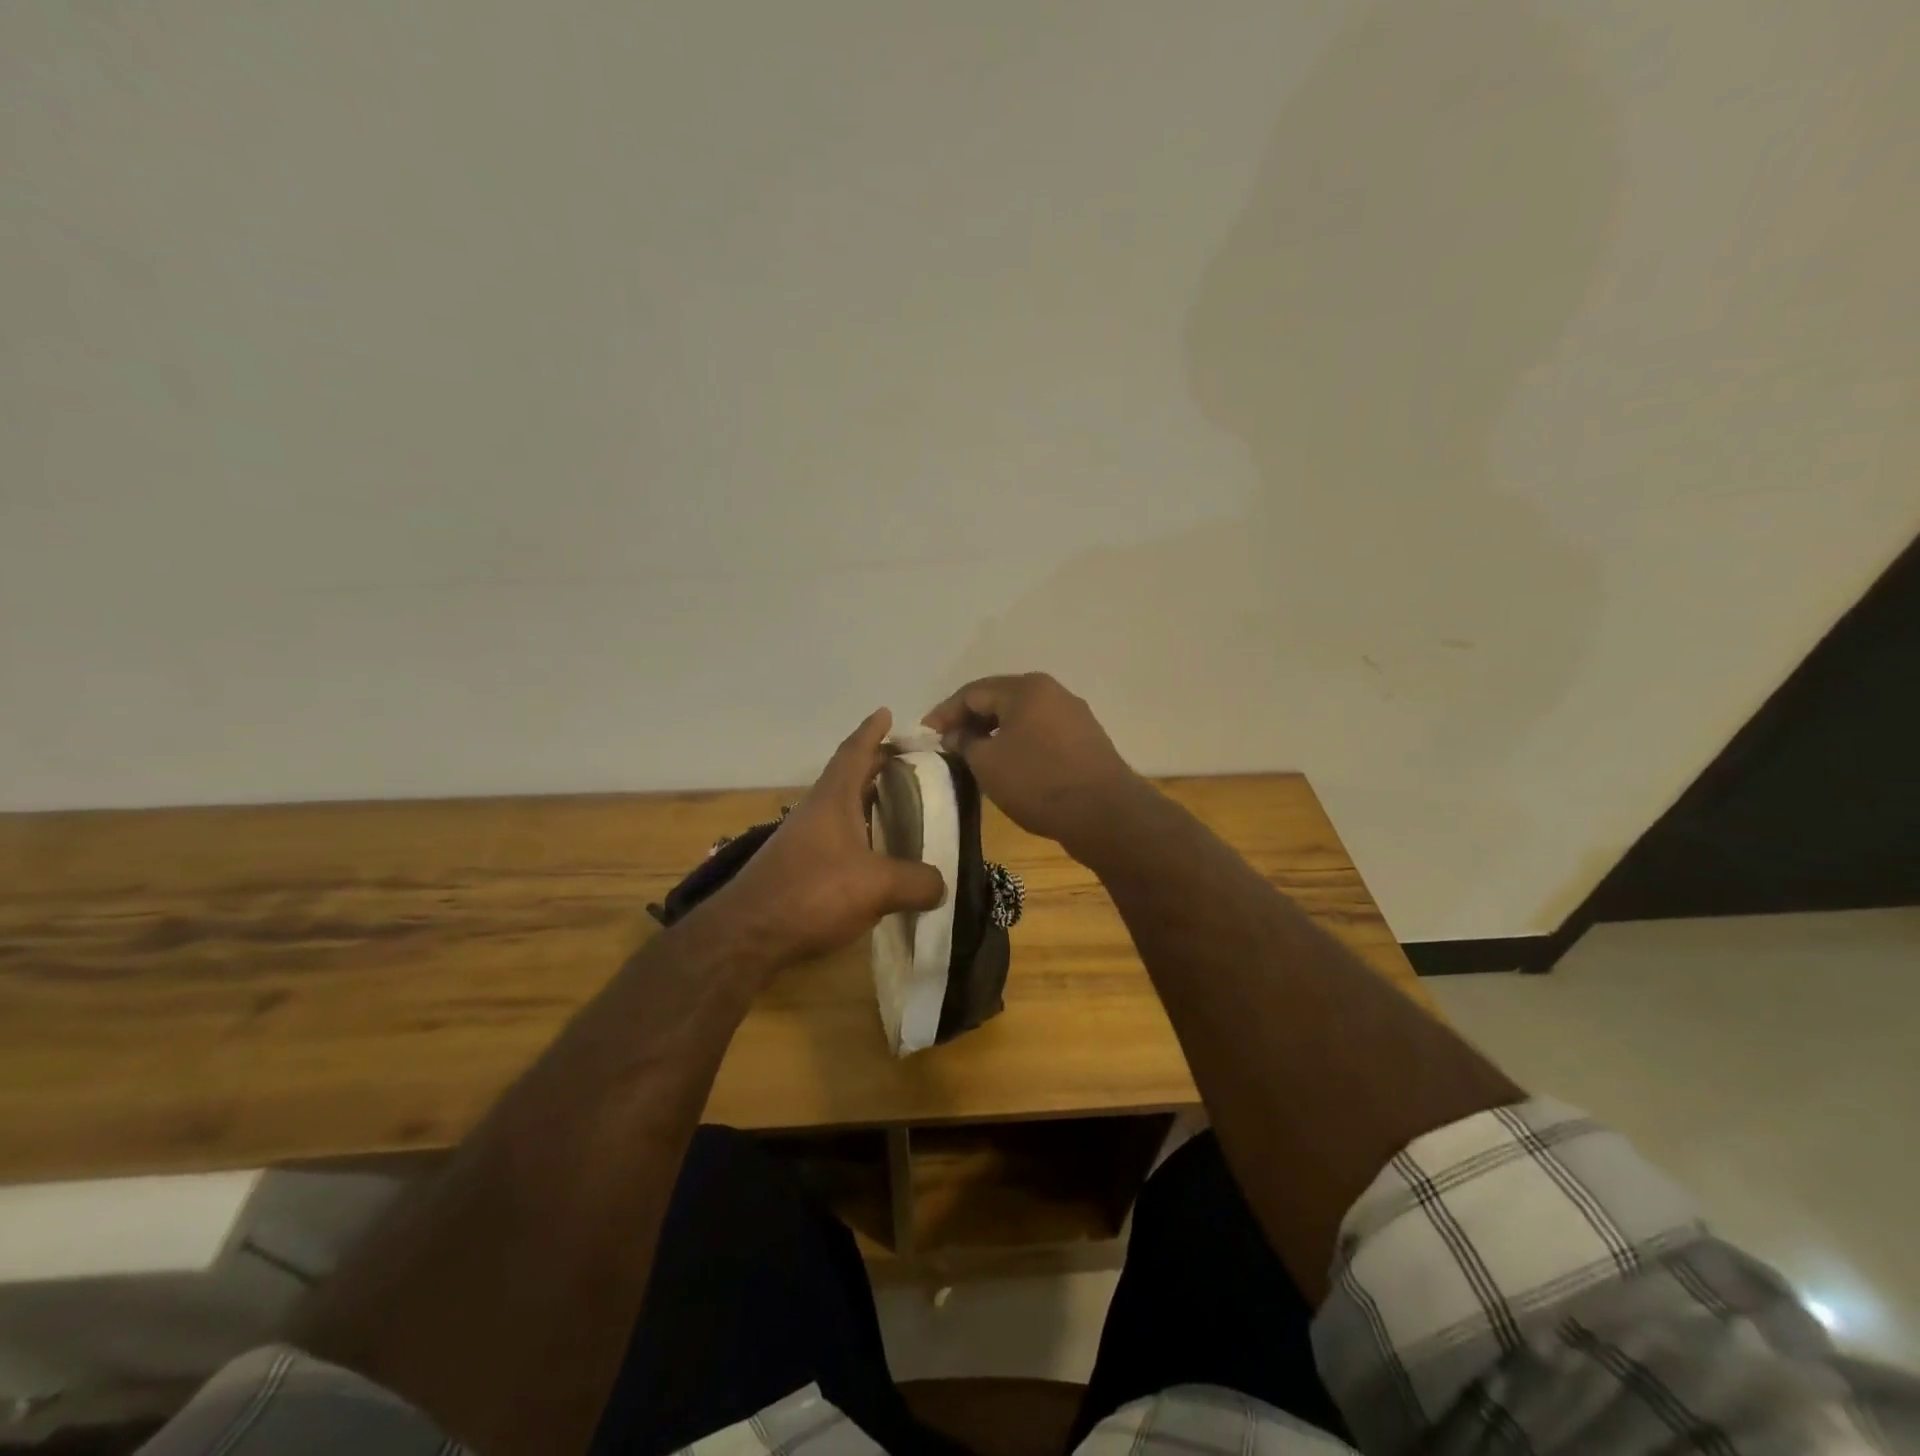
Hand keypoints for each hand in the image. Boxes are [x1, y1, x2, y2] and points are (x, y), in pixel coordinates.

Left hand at [706, 708, 947, 964]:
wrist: (747, 935)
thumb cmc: (812, 893)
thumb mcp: (877, 885)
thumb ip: (917, 882)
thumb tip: (942, 885)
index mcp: (833, 800)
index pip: (854, 753)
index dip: (872, 732)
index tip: (886, 713)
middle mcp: (816, 812)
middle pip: (849, 777)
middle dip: (876, 764)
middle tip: (907, 761)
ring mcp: (804, 840)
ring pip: (843, 809)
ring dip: (868, 800)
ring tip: (900, 804)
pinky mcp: (799, 868)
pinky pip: (838, 838)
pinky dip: (861, 834)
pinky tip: (877, 853)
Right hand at [921, 673, 1144, 847]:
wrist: (1105, 814)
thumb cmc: (1038, 782)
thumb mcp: (987, 763)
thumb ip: (965, 743)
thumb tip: (957, 735)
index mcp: (1026, 688)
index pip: (973, 692)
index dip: (944, 713)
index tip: (925, 735)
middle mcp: (1053, 692)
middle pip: (999, 699)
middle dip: (970, 721)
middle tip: (947, 744)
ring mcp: (1074, 715)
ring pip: (1022, 717)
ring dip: (994, 733)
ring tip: (974, 756)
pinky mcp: (1086, 740)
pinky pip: (1041, 733)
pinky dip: (1018, 743)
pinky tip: (1009, 764)